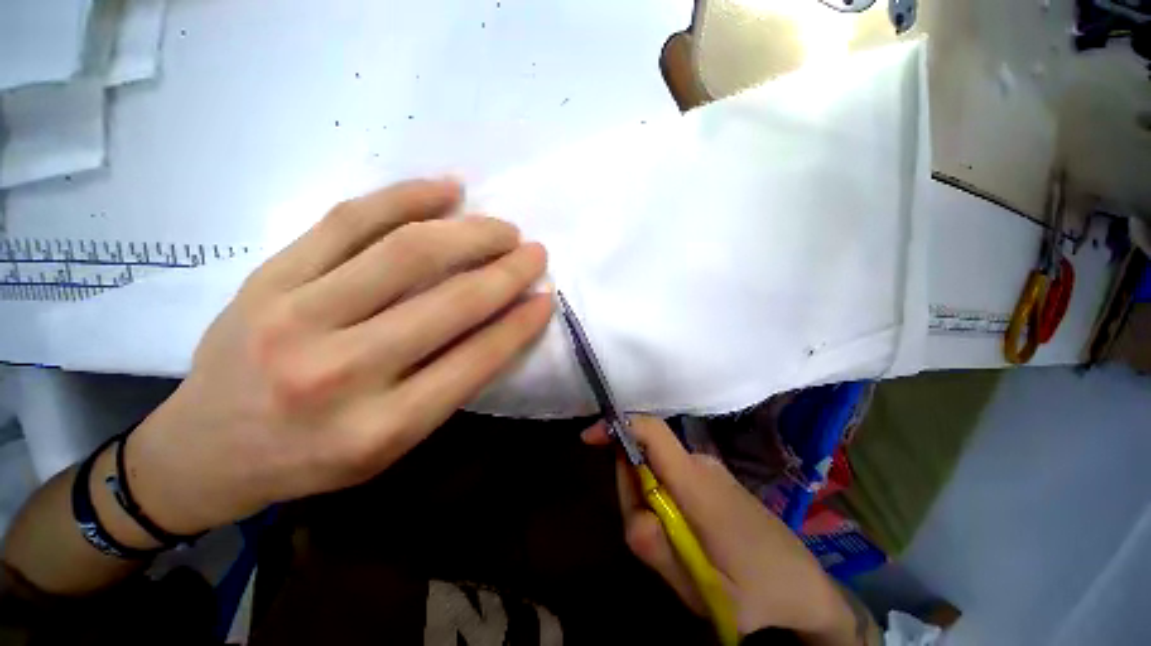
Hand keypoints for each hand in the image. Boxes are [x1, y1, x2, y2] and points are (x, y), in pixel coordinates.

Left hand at [126, 179, 552, 536]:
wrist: (203, 450)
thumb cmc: (309, 458)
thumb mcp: (391, 443)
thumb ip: (448, 383)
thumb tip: (502, 323)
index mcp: (379, 429)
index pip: (475, 359)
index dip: (519, 323)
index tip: (546, 297)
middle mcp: (339, 372)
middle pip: (447, 302)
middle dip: (505, 271)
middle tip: (534, 252)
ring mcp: (295, 316)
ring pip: (405, 253)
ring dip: (469, 233)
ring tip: (501, 226)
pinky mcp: (268, 277)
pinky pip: (348, 221)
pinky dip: (405, 198)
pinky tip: (446, 190)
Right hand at [583, 417, 866, 644]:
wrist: (804, 583)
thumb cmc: (758, 590)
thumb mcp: (705, 590)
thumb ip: (661, 552)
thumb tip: (634, 515)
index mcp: (696, 484)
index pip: (652, 432)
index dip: (618, 426)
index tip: (589, 437)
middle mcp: (700, 464)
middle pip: (645, 454)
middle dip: (630, 488)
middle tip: (650, 539)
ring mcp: (708, 468)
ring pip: (656, 468)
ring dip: (647, 500)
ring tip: (675, 548)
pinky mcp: (712, 476)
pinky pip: (671, 474)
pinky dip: (662, 498)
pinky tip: (684, 536)